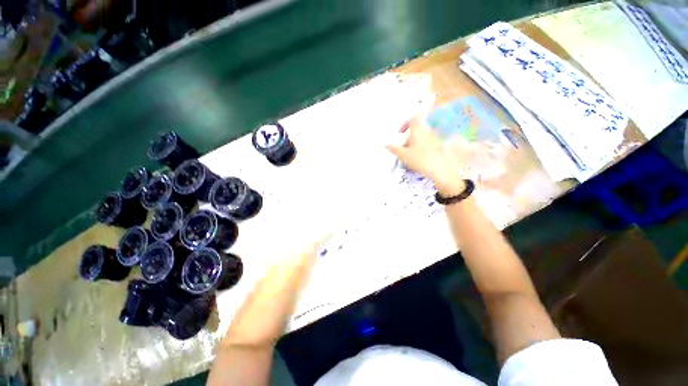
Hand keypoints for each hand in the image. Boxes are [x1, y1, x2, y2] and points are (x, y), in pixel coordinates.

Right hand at [386, 117, 464, 195]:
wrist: (440, 169)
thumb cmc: (420, 159)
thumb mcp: (404, 155)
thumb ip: (394, 149)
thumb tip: (385, 144)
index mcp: (418, 130)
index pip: (412, 119)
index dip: (405, 124)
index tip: (399, 133)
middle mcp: (427, 131)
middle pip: (416, 130)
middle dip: (408, 138)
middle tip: (402, 149)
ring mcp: (434, 138)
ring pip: (421, 138)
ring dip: (414, 144)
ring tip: (409, 156)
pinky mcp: (438, 146)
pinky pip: (427, 143)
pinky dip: (421, 148)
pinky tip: (418, 159)